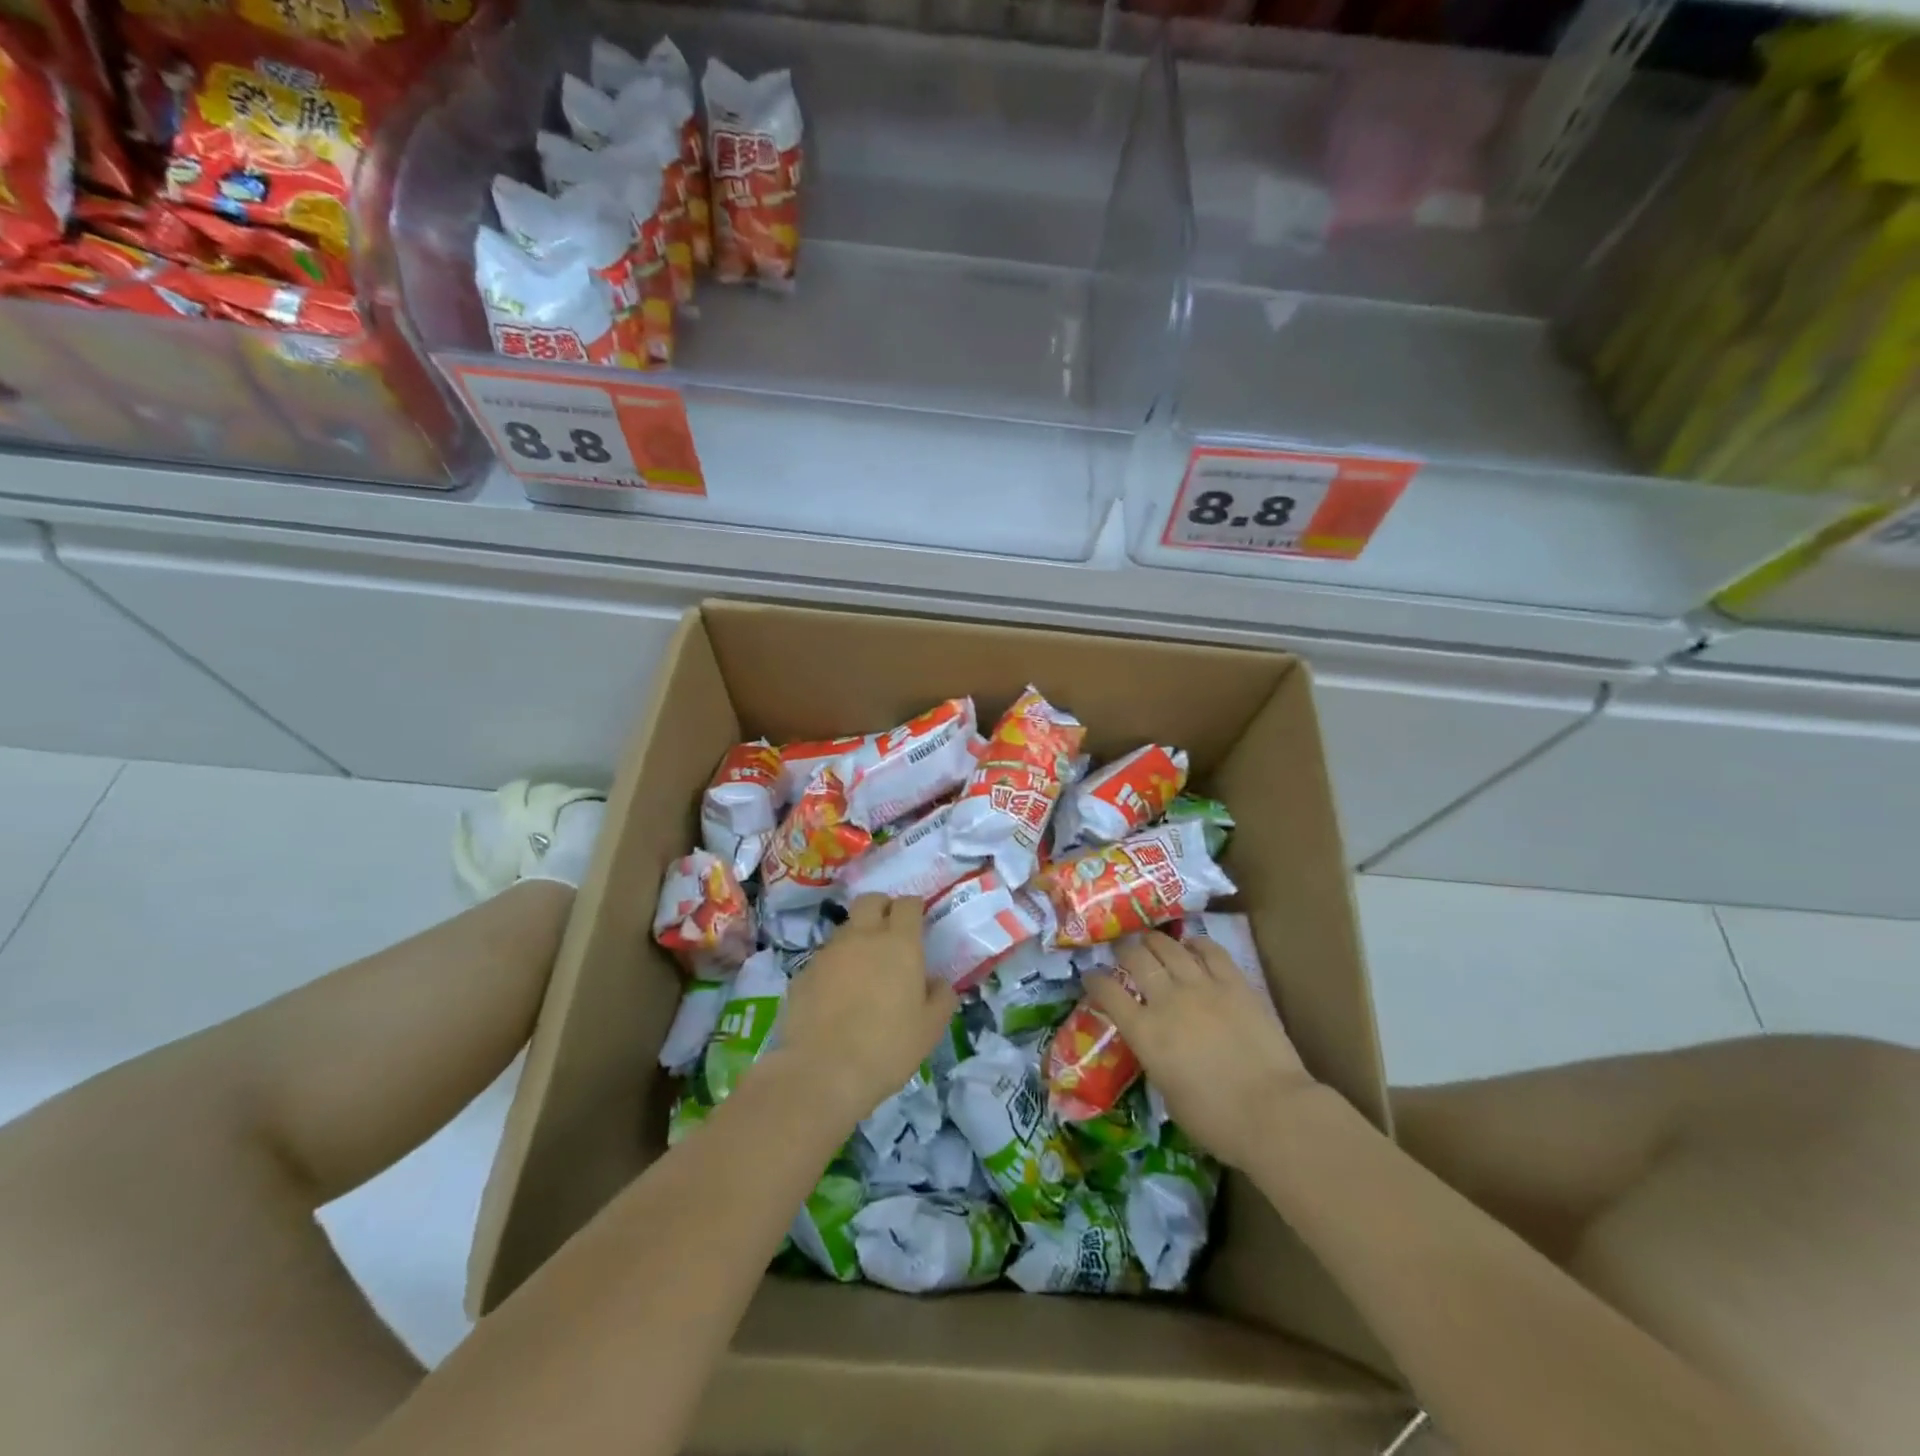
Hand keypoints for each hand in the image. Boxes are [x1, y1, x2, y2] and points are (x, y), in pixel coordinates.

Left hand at [769, 895, 959, 1124]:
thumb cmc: (887, 1048)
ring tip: (863, 967)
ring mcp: (829, 952)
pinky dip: (835, 966)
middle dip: (882, 907)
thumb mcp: (930, 1028)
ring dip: (857, 937)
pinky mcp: (803, 973)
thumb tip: (938, 982)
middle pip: (870, 900)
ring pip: (845, 928)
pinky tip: (837, 994)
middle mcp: (862, 937)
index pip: (908, 905)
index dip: (914, 908)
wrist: (822, 1072)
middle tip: (890, 929)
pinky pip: (824, 958)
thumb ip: (941, 997)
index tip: (918, 920)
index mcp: (899, 944)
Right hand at [1085, 931, 1318, 1168]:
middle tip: (1122, 950)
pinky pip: (1210, 951)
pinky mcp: (1235, 983)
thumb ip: (1154, 1058)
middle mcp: (1167, 1000)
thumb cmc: (1216, 1120)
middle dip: (1123, 950)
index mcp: (1145, 1032)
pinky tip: (1192, 945)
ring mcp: (1202, 986)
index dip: (1094, 979)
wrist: (1273, 1113)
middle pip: (1136, 958)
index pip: (1107, 992)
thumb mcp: (1167, 1092)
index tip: (1090, 975)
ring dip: (1155, 941)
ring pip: (1169, 947)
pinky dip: (1196, 944)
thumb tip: (1154, 1044)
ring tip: (1151, 941)